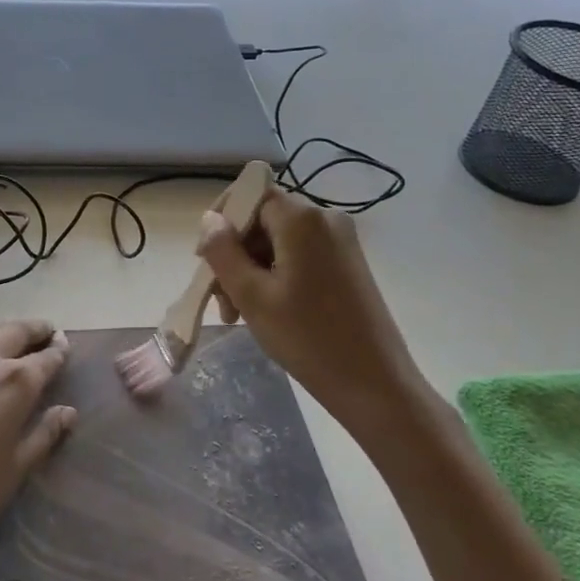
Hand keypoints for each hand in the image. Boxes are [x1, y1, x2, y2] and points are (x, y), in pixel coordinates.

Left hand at [0, 316, 74, 580]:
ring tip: (4, 329)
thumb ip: (44, 436)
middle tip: (44, 330)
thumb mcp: (15, 471)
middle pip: (13, 334)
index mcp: (15, 386)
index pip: (45, 361)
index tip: (65, 345)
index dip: (58, 352)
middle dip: (33, 330)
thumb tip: (67, 411)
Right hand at [197, 190, 429, 442]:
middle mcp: (325, 219)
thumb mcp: (251, 295)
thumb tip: (210, 219)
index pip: (250, 195)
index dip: (222, 222)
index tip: (204, 260)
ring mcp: (341, 241)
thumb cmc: (307, 338)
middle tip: (221, 301)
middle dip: (235, 254)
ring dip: (252, 270)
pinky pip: (299, 255)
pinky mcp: (348, 263)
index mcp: (302, 219)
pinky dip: (275, 276)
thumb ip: (223, 251)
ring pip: (278, 241)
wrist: (374, 385)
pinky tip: (266, 311)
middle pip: (263, 220)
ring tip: (238, 314)